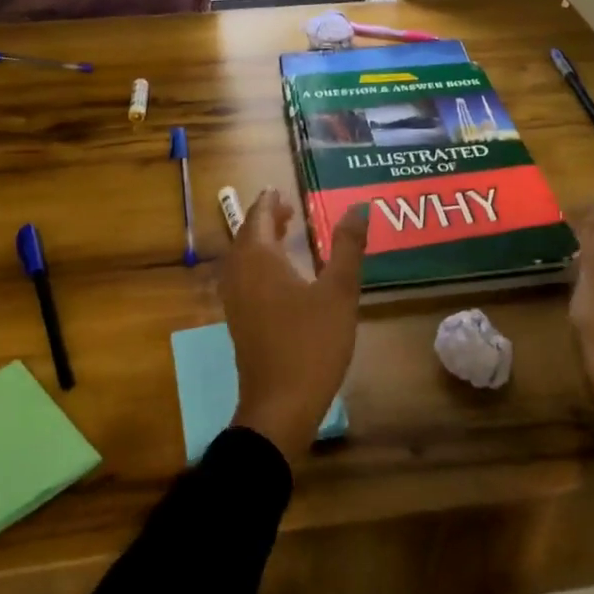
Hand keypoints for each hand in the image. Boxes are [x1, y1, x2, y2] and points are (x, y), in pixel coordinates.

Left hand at [222, 190, 368, 465]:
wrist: (279, 404)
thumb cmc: (311, 343)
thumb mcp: (339, 292)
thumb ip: (348, 247)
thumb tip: (358, 207)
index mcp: (259, 260)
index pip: (258, 217)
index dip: (270, 202)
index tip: (280, 190)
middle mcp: (239, 274)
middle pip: (246, 236)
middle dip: (265, 220)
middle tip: (288, 210)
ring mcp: (235, 301)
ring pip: (242, 259)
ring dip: (260, 242)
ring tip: (285, 236)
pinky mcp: (238, 322)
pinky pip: (243, 279)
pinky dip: (258, 265)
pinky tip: (279, 278)